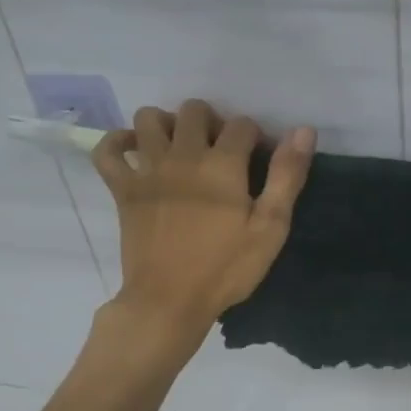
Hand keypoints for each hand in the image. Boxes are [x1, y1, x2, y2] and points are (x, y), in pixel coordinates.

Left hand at [92, 99, 315, 352]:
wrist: (169, 300)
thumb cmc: (226, 268)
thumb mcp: (270, 228)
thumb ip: (286, 176)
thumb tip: (303, 130)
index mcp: (222, 164)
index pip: (242, 125)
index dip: (256, 137)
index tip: (260, 160)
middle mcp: (182, 155)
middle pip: (194, 110)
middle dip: (212, 122)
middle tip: (220, 152)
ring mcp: (147, 169)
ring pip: (149, 118)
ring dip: (167, 124)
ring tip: (180, 148)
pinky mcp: (122, 188)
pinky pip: (107, 150)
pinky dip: (117, 143)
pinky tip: (134, 152)